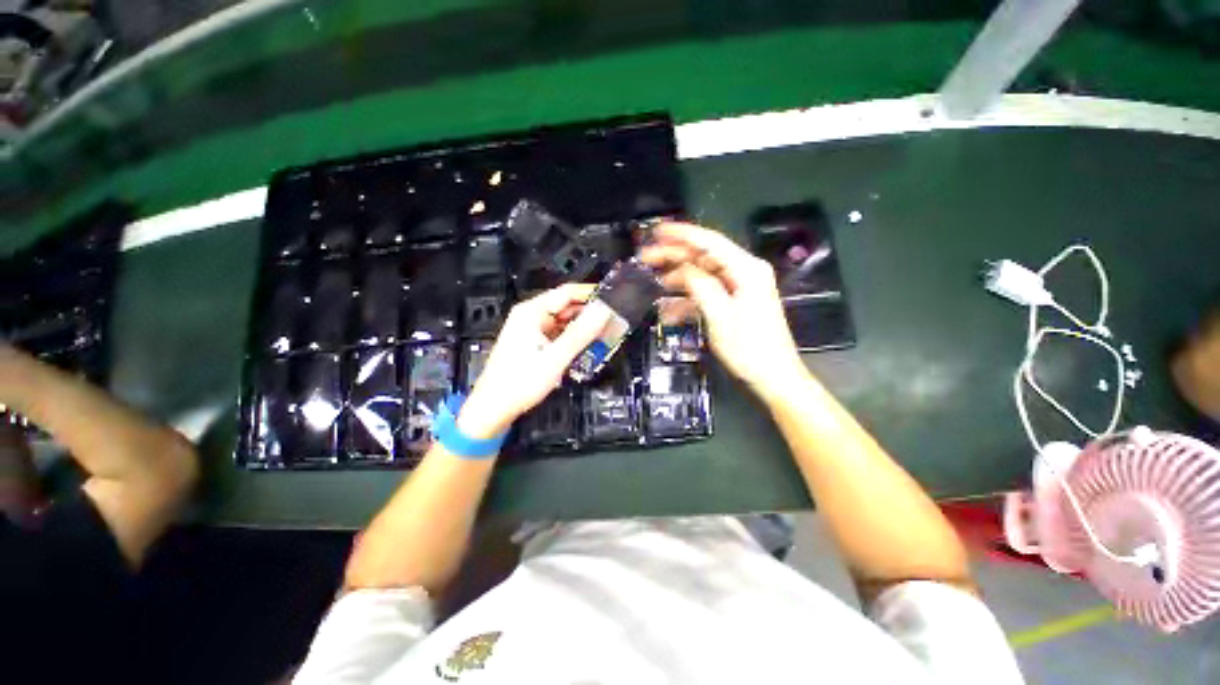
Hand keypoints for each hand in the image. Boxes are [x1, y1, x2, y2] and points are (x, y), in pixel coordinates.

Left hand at [457, 284, 608, 438]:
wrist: (494, 408)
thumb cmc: (520, 383)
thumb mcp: (555, 357)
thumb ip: (581, 333)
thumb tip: (602, 311)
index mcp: (531, 312)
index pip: (567, 292)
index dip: (591, 293)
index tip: (613, 299)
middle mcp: (530, 316)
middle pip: (566, 307)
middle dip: (589, 314)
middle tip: (613, 322)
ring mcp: (530, 330)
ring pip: (563, 322)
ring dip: (582, 328)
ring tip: (604, 335)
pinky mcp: (533, 343)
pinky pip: (558, 334)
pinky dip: (572, 339)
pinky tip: (585, 347)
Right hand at [640, 222, 806, 398]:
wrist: (773, 378)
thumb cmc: (749, 348)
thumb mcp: (720, 316)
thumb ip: (700, 286)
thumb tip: (681, 269)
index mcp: (746, 269)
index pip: (709, 242)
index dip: (681, 234)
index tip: (656, 231)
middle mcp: (743, 273)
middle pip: (703, 257)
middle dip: (674, 257)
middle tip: (645, 258)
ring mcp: (737, 289)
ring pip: (701, 277)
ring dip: (677, 282)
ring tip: (652, 285)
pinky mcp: (732, 304)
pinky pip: (705, 295)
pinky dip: (687, 302)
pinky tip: (668, 313)